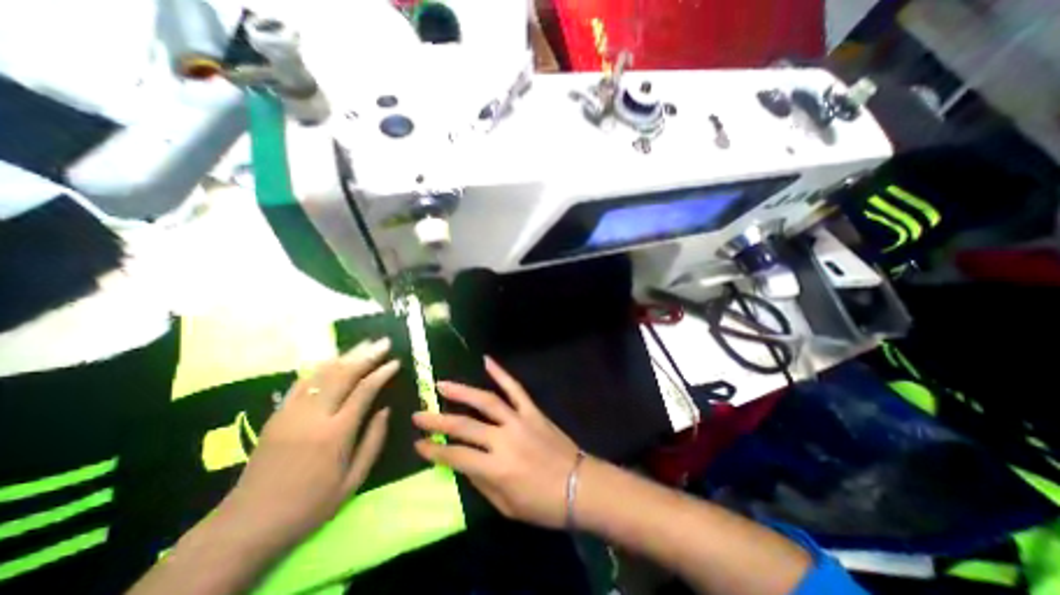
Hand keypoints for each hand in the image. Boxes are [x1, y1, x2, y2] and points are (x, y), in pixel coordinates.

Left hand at [217, 337, 399, 549]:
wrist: (247, 525)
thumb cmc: (310, 505)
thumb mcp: (353, 480)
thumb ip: (373, 441)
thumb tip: (386, 410)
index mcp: (336, 433)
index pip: (364, 391)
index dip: (382, 373)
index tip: (395, 362)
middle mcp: (313, 416)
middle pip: (343, 375)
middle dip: (366, 355)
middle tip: (384, 342)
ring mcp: (291, 413)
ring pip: (322, 374)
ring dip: (346, 355)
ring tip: (364, 344)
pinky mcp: (276, 415)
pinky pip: (301, 382)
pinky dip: (320, 367)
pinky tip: (333, 359)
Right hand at [412, 355, 578, 527]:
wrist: (580, 486)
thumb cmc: (543, 504)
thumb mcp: (506, 505)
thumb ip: (482, 482)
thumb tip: (463, 462)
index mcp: (497, 468)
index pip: (457, 456)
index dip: (435, 451)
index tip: (418, 443)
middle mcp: (504, 439)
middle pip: (465, 425)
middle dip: (438, 420)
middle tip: (419, 413)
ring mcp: (520, 420)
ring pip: (487, 401)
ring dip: (462, 391)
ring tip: (442, 384)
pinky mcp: (532, 411)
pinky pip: (515, 389)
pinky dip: (501, 373)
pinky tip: (487, 361)